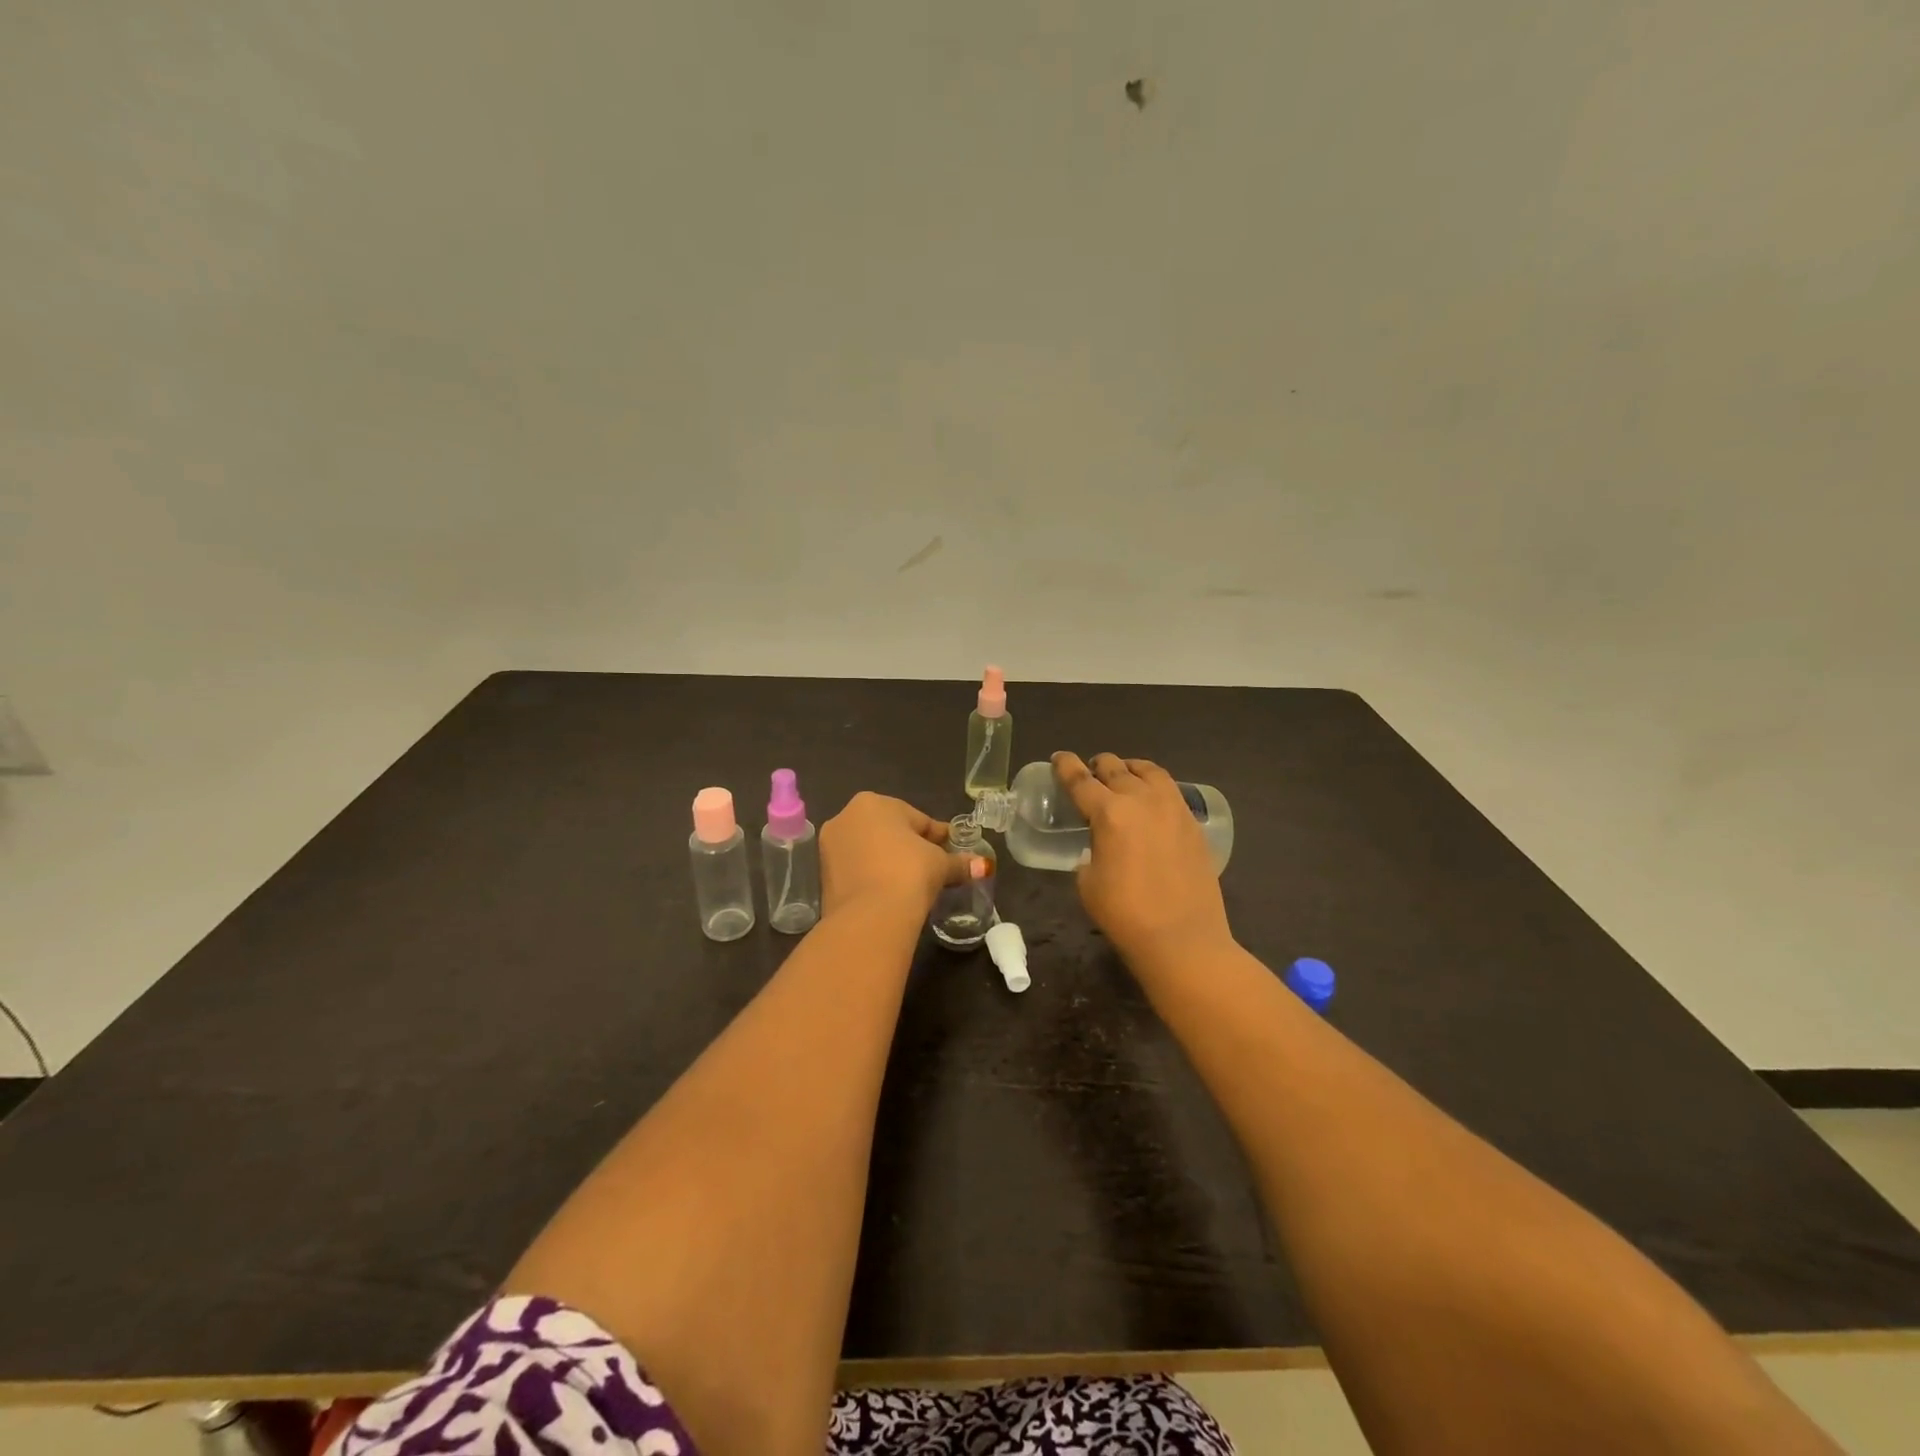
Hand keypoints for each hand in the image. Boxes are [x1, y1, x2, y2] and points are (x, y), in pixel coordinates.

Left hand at [819, 792, 981, 922]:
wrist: (869, 917)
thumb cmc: (909, 873)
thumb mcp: (940, 865)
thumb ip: (959, 862)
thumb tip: (983, 866)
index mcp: (874, 803)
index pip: (917, 818)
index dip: (937, 837)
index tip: (951, 850)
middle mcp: (846, 817)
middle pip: (890, 831)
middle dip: (910, 847)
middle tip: (932, 868)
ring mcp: (830, 846)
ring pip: (870, 850)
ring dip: (889, 862)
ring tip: (911, 884)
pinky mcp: (823, 875)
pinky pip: (857, 870)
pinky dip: (873, 877)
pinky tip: (890, 893)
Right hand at [1053, 751, 1233, 968]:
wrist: (1183, 939)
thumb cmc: (1125, 915)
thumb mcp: (1088, 883)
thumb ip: (1089, 853)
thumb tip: (1099, 847)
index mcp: (1108, 813)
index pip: (1080, 780)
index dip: (1065, 766)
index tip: (1058, 758)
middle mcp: (1141, 800)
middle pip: (1115, 768)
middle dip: (1097, 765)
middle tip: (1089, 771)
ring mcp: (1172, 808)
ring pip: (1148, 771)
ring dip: (1129, 768)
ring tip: (1123, 774)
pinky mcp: (1192, 823)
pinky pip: (1169, 790)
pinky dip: (1154, 785)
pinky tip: (1150, 799)